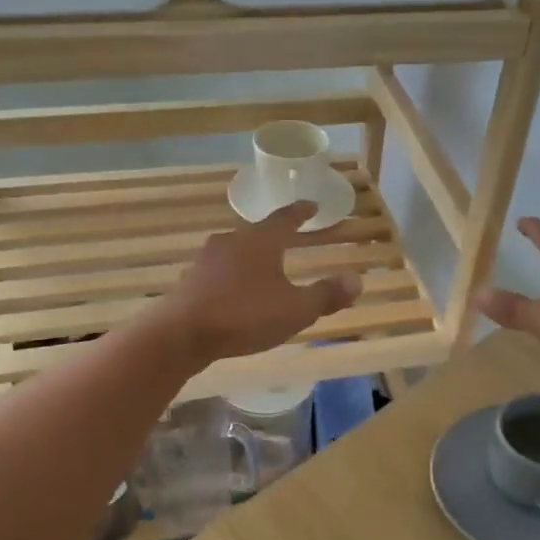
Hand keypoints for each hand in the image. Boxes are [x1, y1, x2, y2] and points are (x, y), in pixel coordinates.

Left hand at [162, 202, 361, 361]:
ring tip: (263, 270)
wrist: (183, 333)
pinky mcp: (190, 281)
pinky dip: (232, 279)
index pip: (286, 218)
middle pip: (257, 233)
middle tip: (288, 240)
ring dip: (251, 258)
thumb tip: (357, 280)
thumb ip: (326, 295)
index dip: (301, 212)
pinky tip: (236, 295)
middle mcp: (232, 242)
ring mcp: (206, 260)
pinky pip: (219, 273)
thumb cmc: (245, 315)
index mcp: (261, 241)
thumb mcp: (295, 309)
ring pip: (235, 253)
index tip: (312, 205)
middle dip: (274, 237)